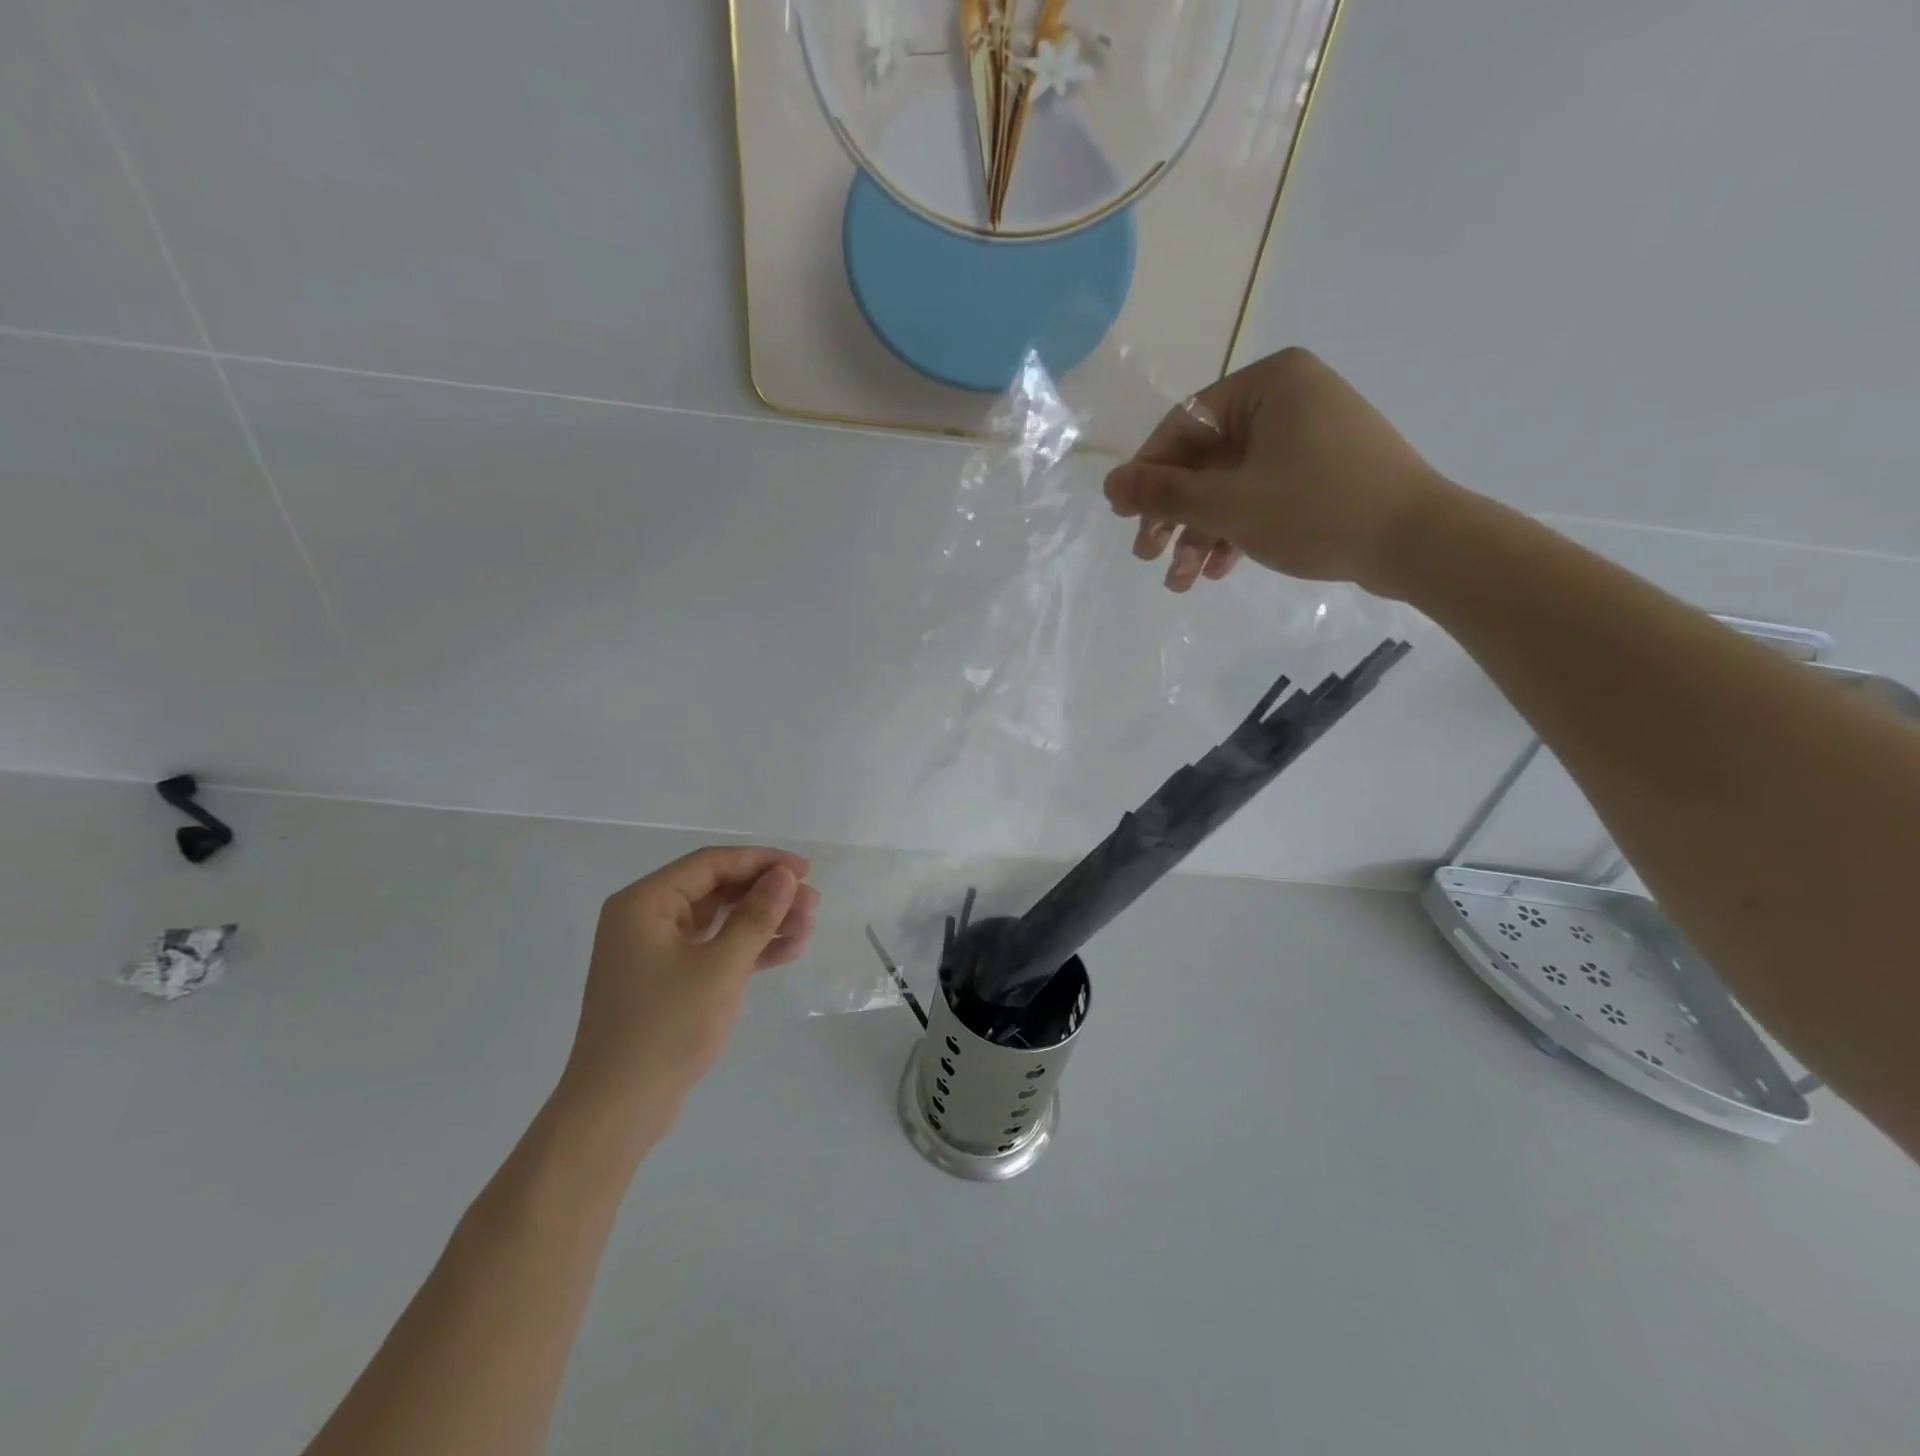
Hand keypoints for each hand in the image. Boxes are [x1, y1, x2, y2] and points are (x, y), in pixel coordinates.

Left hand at [559, 846, 819, 1131]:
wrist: (618, 1109)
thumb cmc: (665, 1028)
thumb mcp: (720, 968)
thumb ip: (756, 916)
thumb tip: (785, 875)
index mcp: (645, 903)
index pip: (711, 863)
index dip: (762, 861)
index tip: (805, 870)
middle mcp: (648, 917)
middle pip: (718, 889)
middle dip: (768, 894)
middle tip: (812, 904)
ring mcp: (658, 950)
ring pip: (721, 920)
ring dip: (765, 921)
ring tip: (808, 927)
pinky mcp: (671, 979)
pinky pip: (716, 949)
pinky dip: (750, 948)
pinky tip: (788, 951)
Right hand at [1103, 347, 1452, 597]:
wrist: (1418, 544)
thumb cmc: (1317, 510)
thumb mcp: (1229, 504)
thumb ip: (1164, 494)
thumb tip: (1109, 484)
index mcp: (1268, 384)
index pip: (1184, 426)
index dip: (1148, 474)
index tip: (1124, 517)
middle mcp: (1287, 400)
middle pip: (1206, 460)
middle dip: (1175, 515)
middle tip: (1146, 556)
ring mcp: (1307, 437)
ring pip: (1232, 484)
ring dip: (1201, 534)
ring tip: (1181, 582)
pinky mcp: (1321, 472)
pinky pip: (1262, 495)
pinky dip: (1236, 531)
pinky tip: (1217, 571)